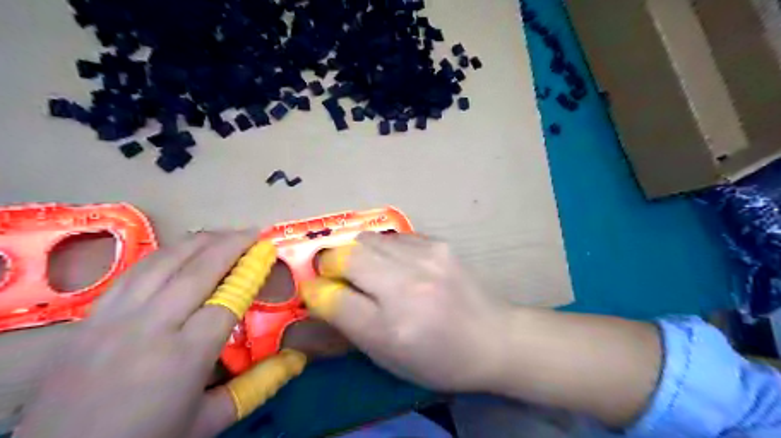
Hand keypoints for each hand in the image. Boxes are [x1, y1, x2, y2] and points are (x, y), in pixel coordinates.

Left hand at [16, 231, 305, 437]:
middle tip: (253, 231)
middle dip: (230, 244)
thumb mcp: (208, 422)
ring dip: (198, 242)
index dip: (251, 273)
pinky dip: (163, 255)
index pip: (228, 300)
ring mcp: (115, 318)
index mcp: (184, 355)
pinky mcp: (91, 317)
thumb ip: (256, 386)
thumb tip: (296, 359)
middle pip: (197, 270)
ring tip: (222, 233)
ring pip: (162, 262)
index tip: (267, 254)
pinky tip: (178, 250)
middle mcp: (150, 327)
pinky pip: (132, 272)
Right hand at [300, 234, 506, 391]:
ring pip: (366, 239)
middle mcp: (407, 287)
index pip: (332, 299)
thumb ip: (349, 325)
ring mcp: (425, 259)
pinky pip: (392, 237)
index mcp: (392, 328)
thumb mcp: (388, 358)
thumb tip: (320, 293)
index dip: (315, 293)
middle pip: (344, 257)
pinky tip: (397, 264)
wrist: (494, 337)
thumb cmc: (439, 359)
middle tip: (335, 275)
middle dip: (329, 264)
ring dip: (355, 253)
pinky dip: (383, 249)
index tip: (315, 292)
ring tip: (367, 269)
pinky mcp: (438, 243)